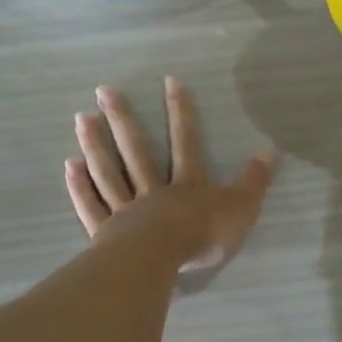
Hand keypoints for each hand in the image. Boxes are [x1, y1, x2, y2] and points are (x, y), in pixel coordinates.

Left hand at [65, 77, 278, 271]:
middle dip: (122, 118)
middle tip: (103, 90)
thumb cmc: (202, 235)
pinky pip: (91, 206)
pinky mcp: (106, 233)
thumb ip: (255, 181)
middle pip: (136, 150)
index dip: (180, 111)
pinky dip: (80, 187)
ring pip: (109, 172)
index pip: (186, 141)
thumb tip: (270, 149)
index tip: (169, 81)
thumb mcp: (241, 209)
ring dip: (96, 144)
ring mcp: (126, 210)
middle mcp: (153, 190)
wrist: (161, 261)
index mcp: (187, 185)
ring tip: (82, 118)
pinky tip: (70, 166)